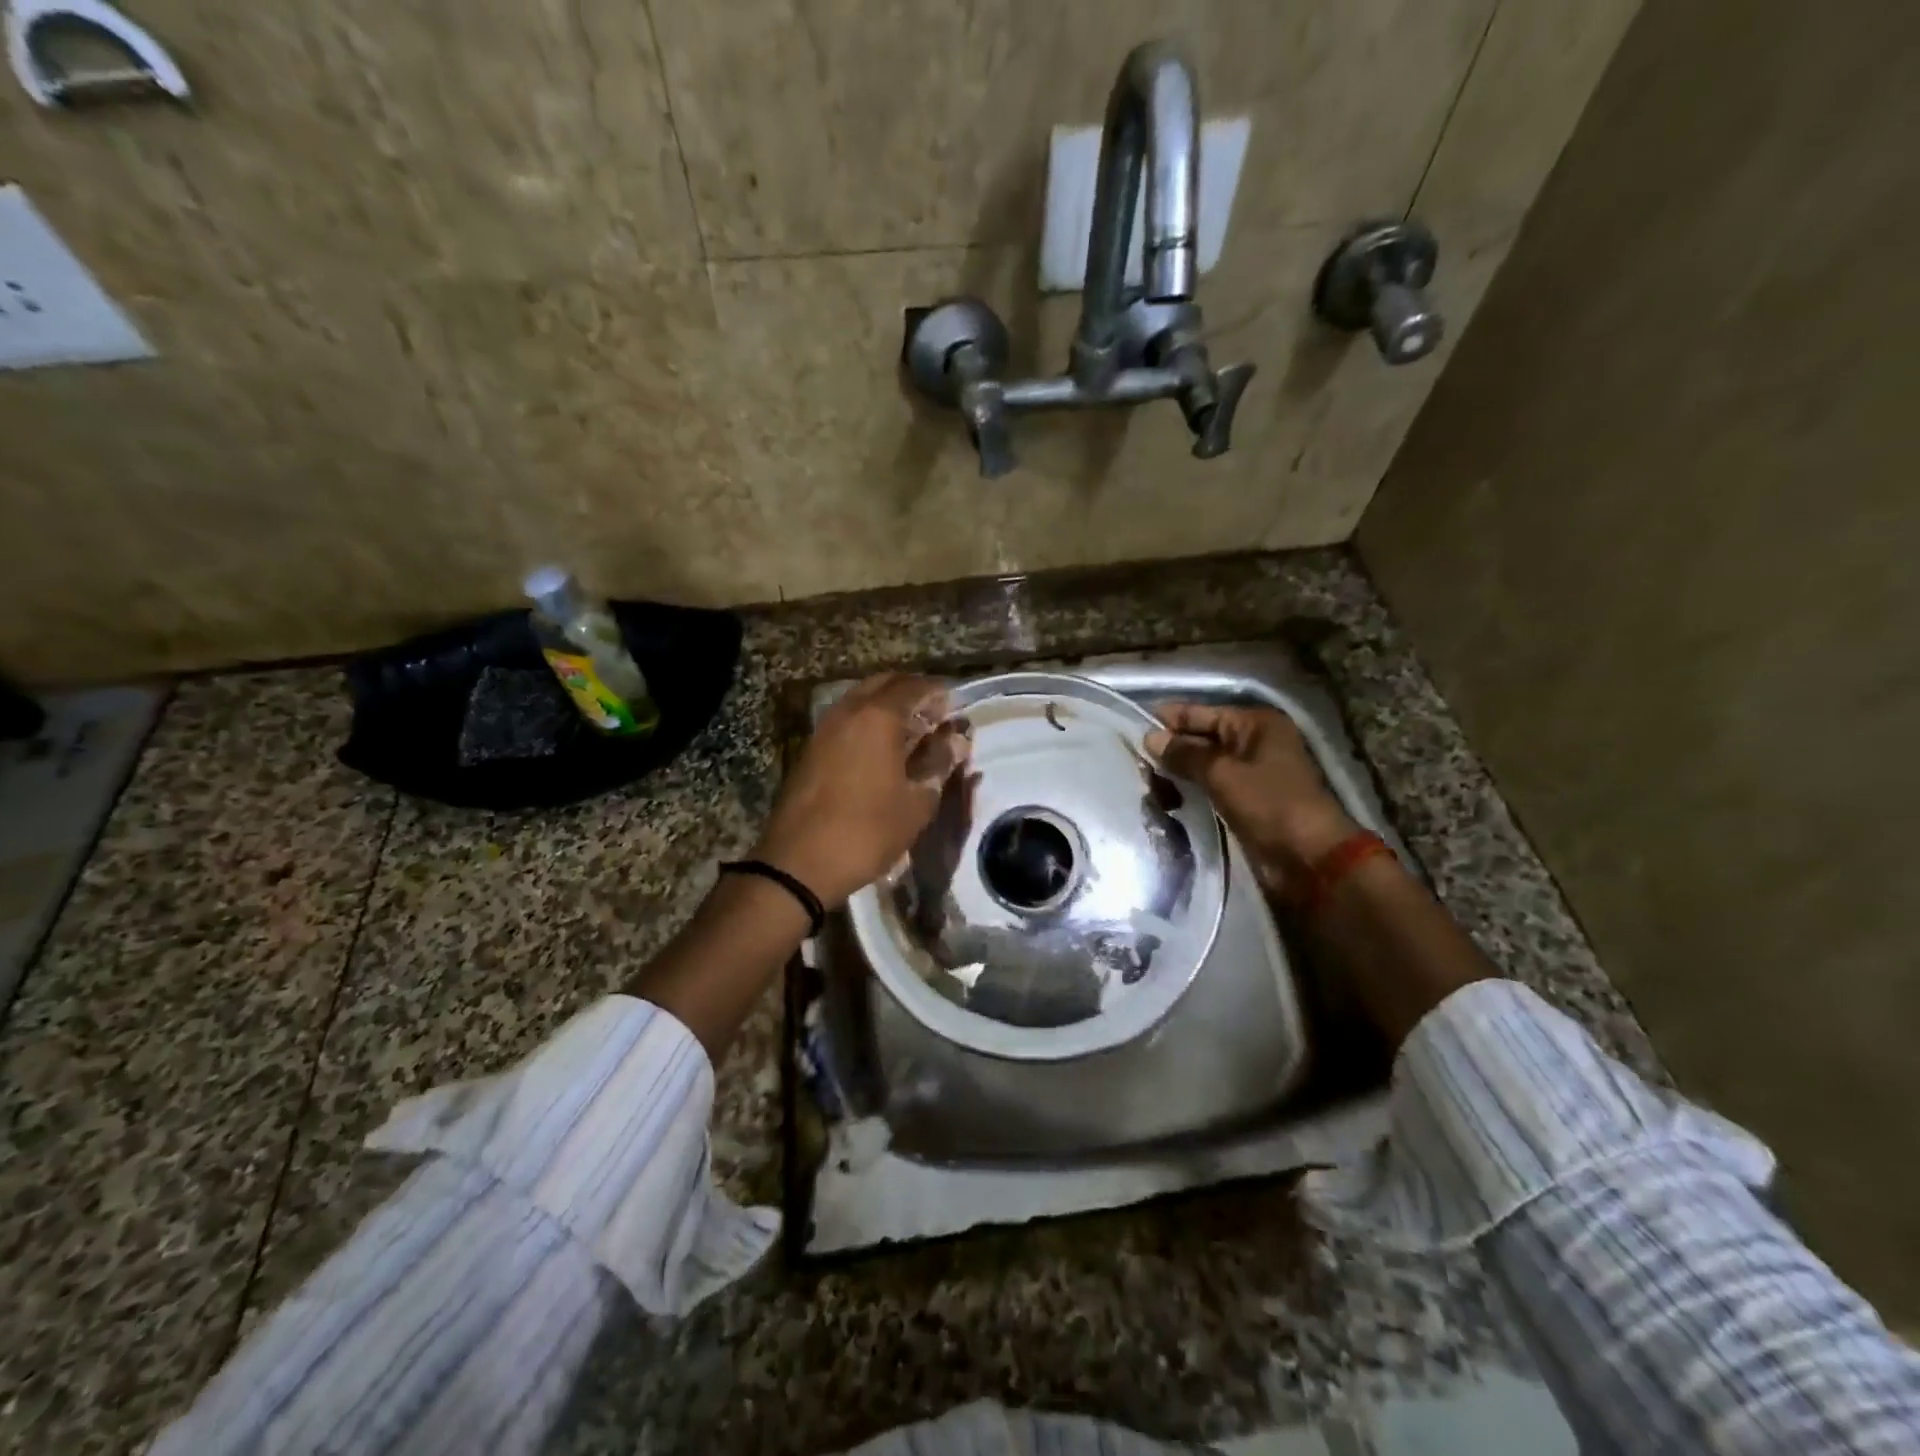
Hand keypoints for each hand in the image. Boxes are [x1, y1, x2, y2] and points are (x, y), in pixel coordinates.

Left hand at [752, 674, 971, 907]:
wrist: (799, 863)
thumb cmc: (867, 831)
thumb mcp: (916, 802)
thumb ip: (938, 763)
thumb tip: (957, 739)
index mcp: (878, 717)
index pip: (914, 686)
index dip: (938, 692)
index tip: (956, 706)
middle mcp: (848, 712)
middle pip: (884, 684)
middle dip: (912, 693)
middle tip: (934, 716)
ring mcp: (824, 728)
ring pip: (861, 699)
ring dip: (888, 706)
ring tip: (911, 733)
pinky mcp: (811, 749)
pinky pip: (846, 720)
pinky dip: (868, 722)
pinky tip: (882, 750)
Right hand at [1146, 703, 1357, 893]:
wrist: (1307, 857)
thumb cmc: (1269, 804)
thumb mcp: (1222, 773)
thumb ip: (1184, 754)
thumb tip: (1150, 737)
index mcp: (1255, 724)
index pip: (1202, 713)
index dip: (1169, 719)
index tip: (1131, 725)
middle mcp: (1253, 743)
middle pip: (1201, 739)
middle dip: (1170, 750)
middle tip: (1133, 761)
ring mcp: (1250, 773)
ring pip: (1202, 766)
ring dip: (1176, 774)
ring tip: (1144, 783)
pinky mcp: (1244, 801)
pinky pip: (1209, 788)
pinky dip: (1189, 792)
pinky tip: (1163, 799)